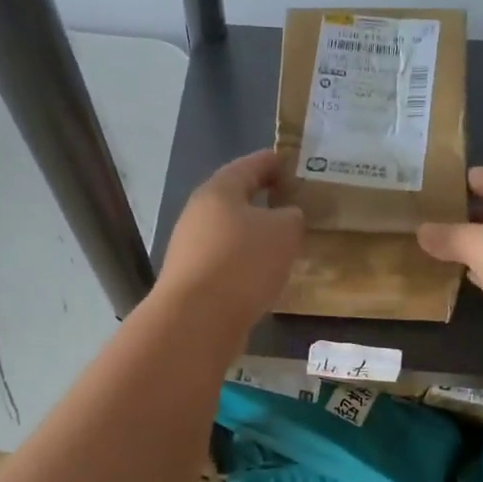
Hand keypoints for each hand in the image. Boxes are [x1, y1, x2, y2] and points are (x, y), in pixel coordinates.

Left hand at [154, 149, 305, 335]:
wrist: (198, 319)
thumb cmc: (243, 262)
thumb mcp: (284, 232)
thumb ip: (292, 217)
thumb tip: (286, 217)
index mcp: (219, 191)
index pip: (249, 165)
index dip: (272, 162)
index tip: (292, 163)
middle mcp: (198, 214)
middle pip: (234, 200)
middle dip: (262, 201)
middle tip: (291, 203)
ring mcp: (190, 249)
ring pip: (229, 233)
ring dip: (253, 236)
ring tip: (283, 244)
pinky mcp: (192, 280)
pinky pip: (226, 262)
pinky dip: (245, 263)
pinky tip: (263, 275)